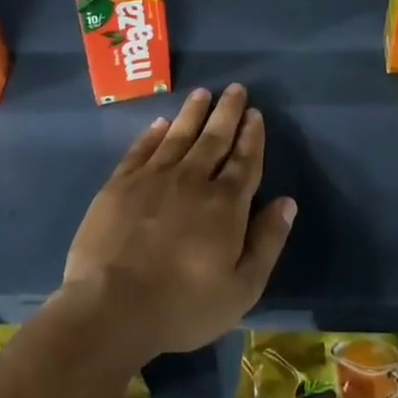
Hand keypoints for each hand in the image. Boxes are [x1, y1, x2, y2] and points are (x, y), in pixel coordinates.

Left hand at [60, 85, 296, 357]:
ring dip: (193, 113)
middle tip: (235, 89)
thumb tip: (287, 202)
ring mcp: (152, 179)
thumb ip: (267, 241)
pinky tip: (161, 123)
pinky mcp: (119, 185)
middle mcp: (192, 181)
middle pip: (214, 138)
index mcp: (225, 205)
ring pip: (178, 136)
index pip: (244, 161)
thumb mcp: (241, 288)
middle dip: (227, 112)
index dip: (252, 136)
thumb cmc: (182, 305)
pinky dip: (153, 134)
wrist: (111, 308)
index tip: (256, 114)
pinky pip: (141, 149)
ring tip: (203, 93)